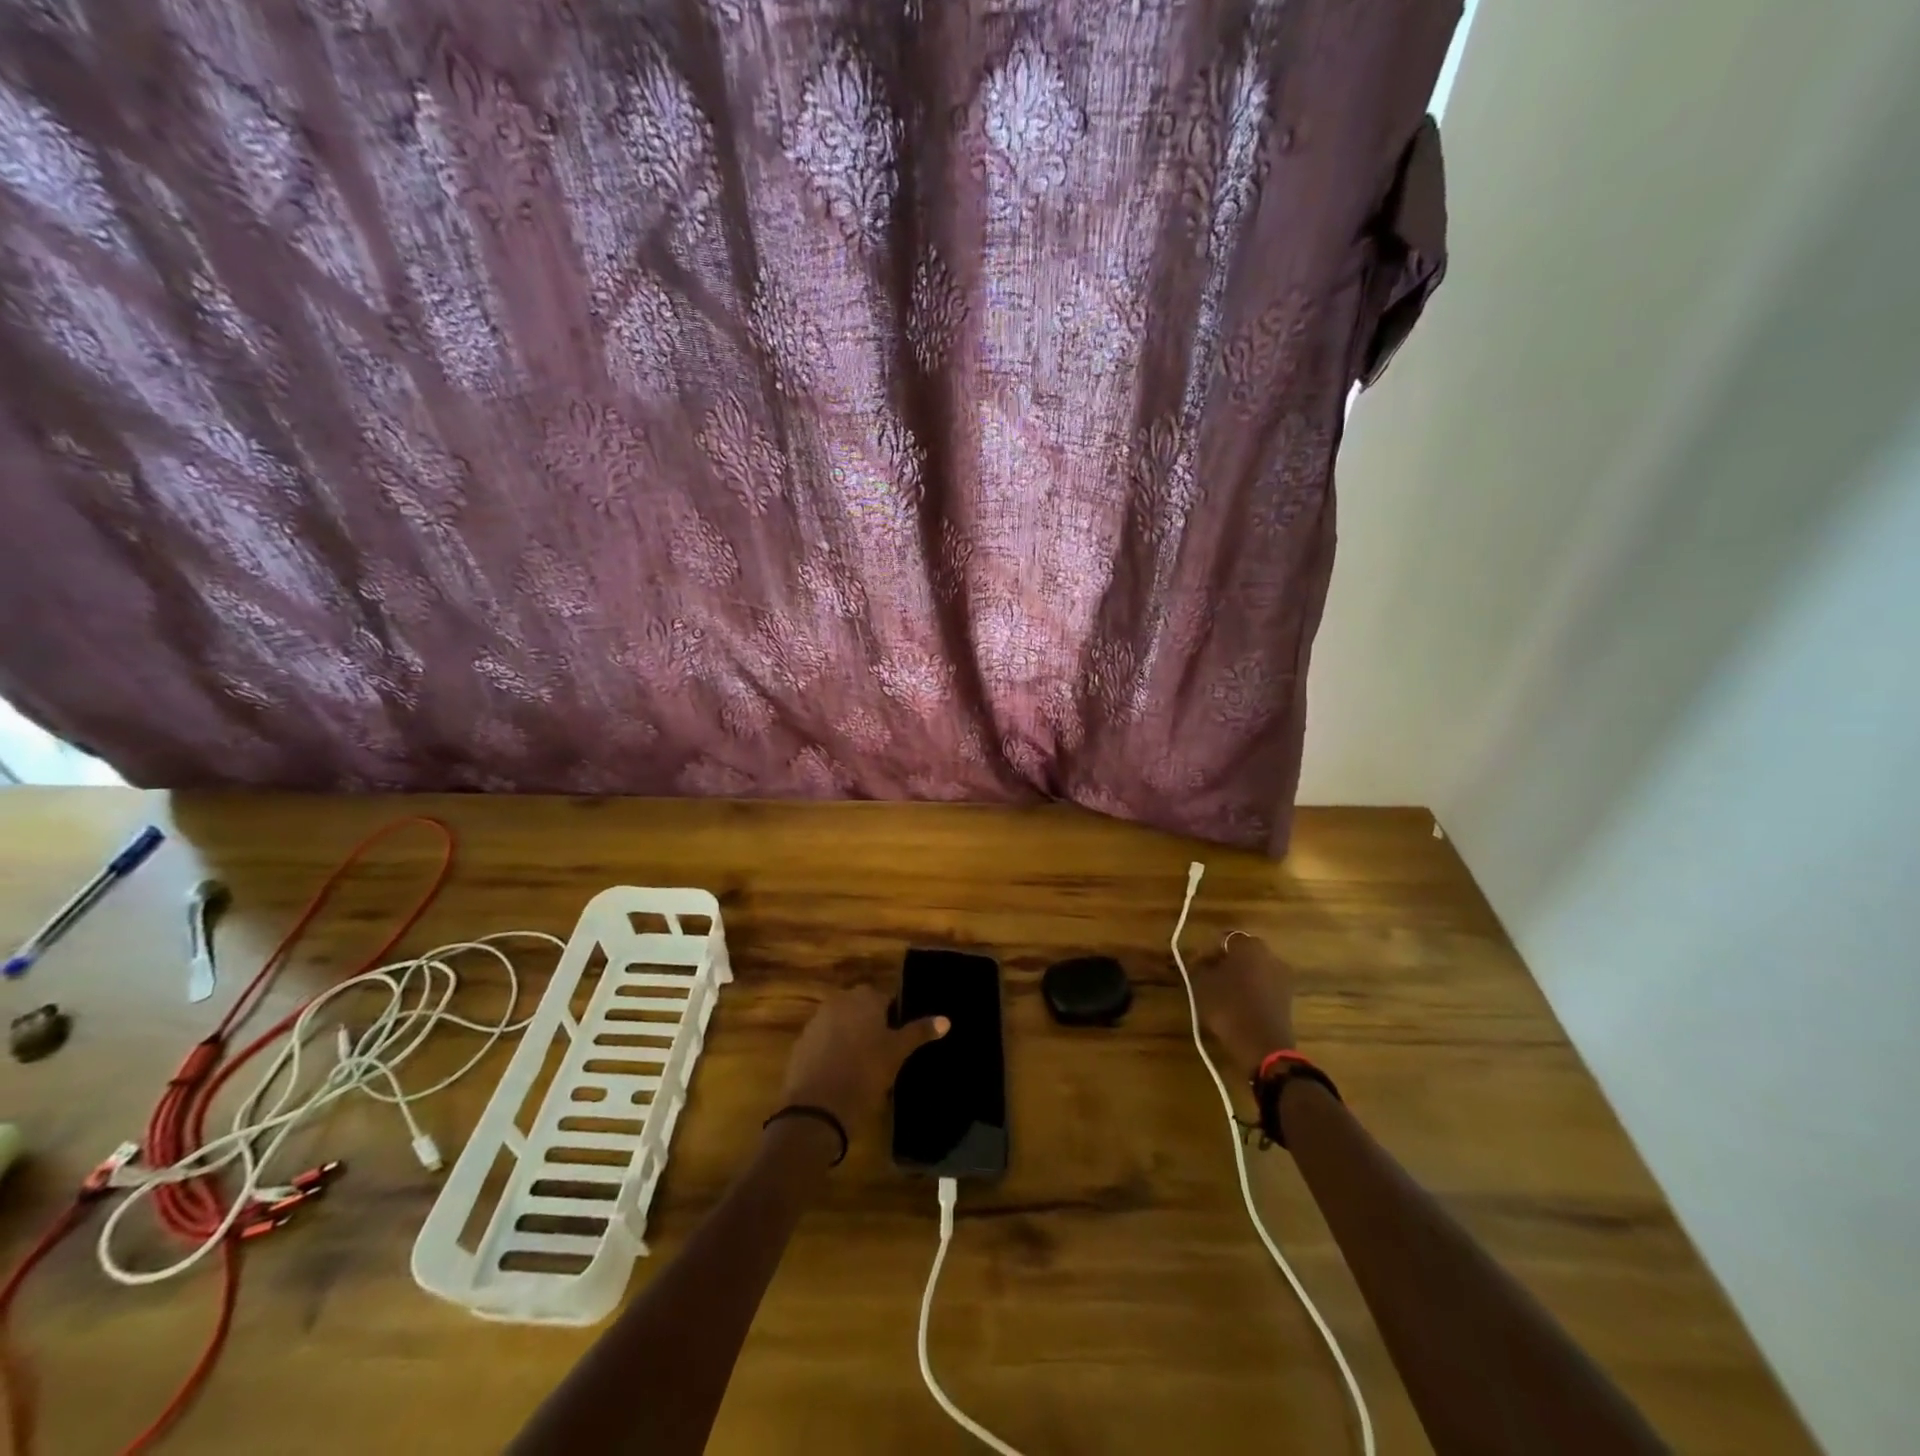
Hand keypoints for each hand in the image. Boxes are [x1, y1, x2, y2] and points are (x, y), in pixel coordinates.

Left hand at [778, 986, 947, 1136]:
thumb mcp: (897, 1054)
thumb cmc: (865, 1074)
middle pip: (861, 1009)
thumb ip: (919, 1032)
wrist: (816, 1109)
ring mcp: (816, 1021)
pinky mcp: (801, 1044)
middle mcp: (838, 1001)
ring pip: (841, 1024)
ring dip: (850, 1037)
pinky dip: (832, 1051)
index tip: (898, 1041)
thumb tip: (946, 1019)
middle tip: (884, 1054)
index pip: (885, 999)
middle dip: (870, 1025)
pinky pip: (823, 1041)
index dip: (893, 1019)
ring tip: (863, 1066)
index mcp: (864, 997)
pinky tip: (840, 1074)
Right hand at [1192, 932, 1295, 1079]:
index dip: (1207, 953)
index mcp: (1249, 945)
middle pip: (1242, 954)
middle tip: (1208, 979)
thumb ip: (1198, 965)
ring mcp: (1283, 977)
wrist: (1262, 1045)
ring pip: (1254, 971)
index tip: (1196, 967)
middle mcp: (1270, 955)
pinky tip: (1238, 1007)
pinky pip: (1264, 988)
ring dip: (1240, 979)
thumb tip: (1199, 960)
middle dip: (1225, 964)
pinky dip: (1252, 993)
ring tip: (1222, 996)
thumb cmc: (1228, 1006)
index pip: (1223, 940)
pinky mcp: (1288, 999)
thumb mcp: (1202, 983)